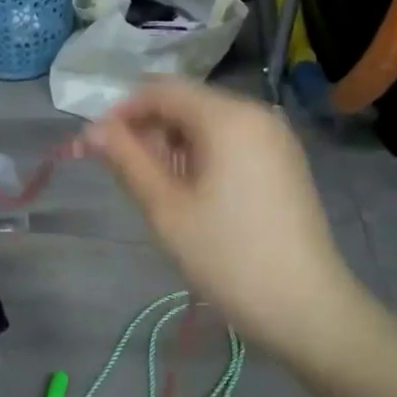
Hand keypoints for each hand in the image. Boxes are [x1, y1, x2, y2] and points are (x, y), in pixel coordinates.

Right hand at [86, 80, 360, 355]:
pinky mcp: (284, 161)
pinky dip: (203, 155)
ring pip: (208, 123)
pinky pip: (232, 141)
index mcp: (228, 117)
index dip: (122, 112)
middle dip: (149, 130)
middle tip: (124, 175)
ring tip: (158, 190)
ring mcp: (275, 137)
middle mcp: (256, 113)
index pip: (162, 90)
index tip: (95, 146)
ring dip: (174, 145)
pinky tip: (193, 194)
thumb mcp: (166, 208)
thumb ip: (127, 160)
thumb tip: (92, 131)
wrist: (303, 306)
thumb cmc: (227, 255)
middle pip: (187, 103)